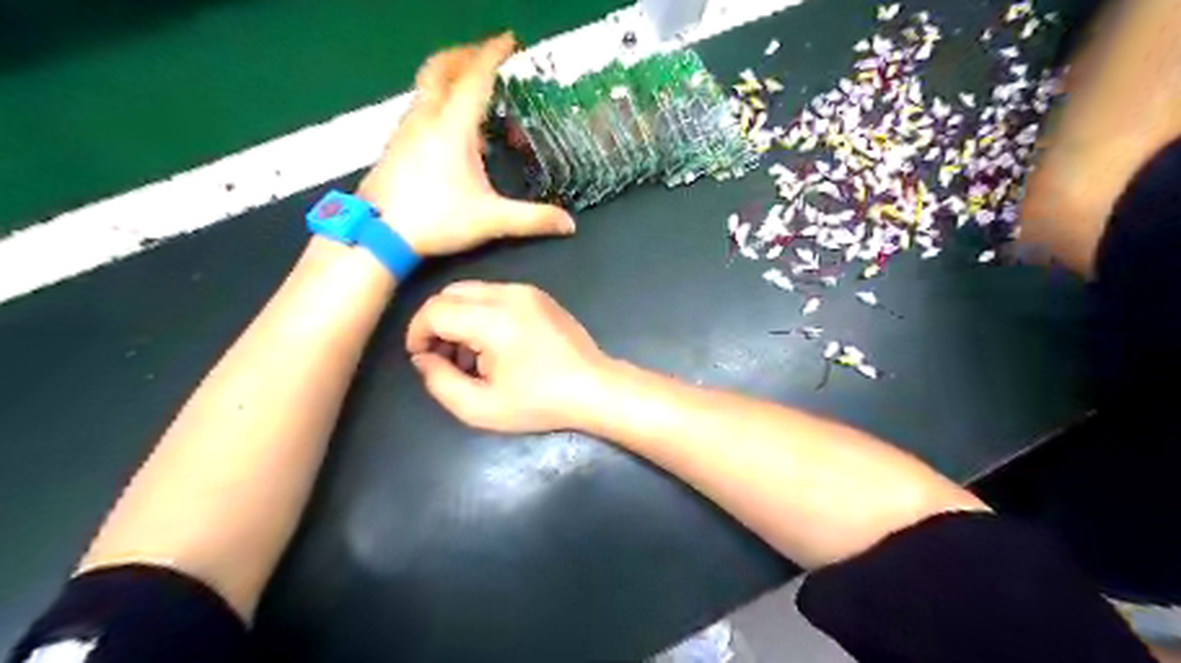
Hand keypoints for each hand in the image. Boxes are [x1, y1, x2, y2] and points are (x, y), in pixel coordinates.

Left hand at [354, 34, 577, 257]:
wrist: (378, 233)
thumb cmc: (436, 219)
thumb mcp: (491, 220)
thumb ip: (532, 219)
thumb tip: (569, 224)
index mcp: (452, 126)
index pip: (475, 77)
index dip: (494, 53)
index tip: (510, 40)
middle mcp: (427, 117)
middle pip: (441, 68)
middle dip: (465, 55)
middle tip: (487, 56)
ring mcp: (406, 128)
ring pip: (426, 85)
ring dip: (449, 76)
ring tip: (473, 91)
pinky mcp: (396, 143)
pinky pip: (420, 107)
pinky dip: (438, 100)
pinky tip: (450, 129)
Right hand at [405, 280, 607, 431]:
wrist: (595, 388)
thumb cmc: (540, 402)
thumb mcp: (481, 407)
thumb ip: (440, 382)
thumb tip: (423, 358)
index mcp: (492, 319)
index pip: (435, 310)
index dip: (418, 333)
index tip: (422, 358)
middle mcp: (508, 294)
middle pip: (451, 293)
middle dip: (437, 323)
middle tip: (444, 357)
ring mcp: (527, 291)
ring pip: (472, 291)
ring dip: (460, 318)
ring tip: (471, 357)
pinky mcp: (539, 295)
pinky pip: (495, 294)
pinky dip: (482, 314)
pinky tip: (495, 345)